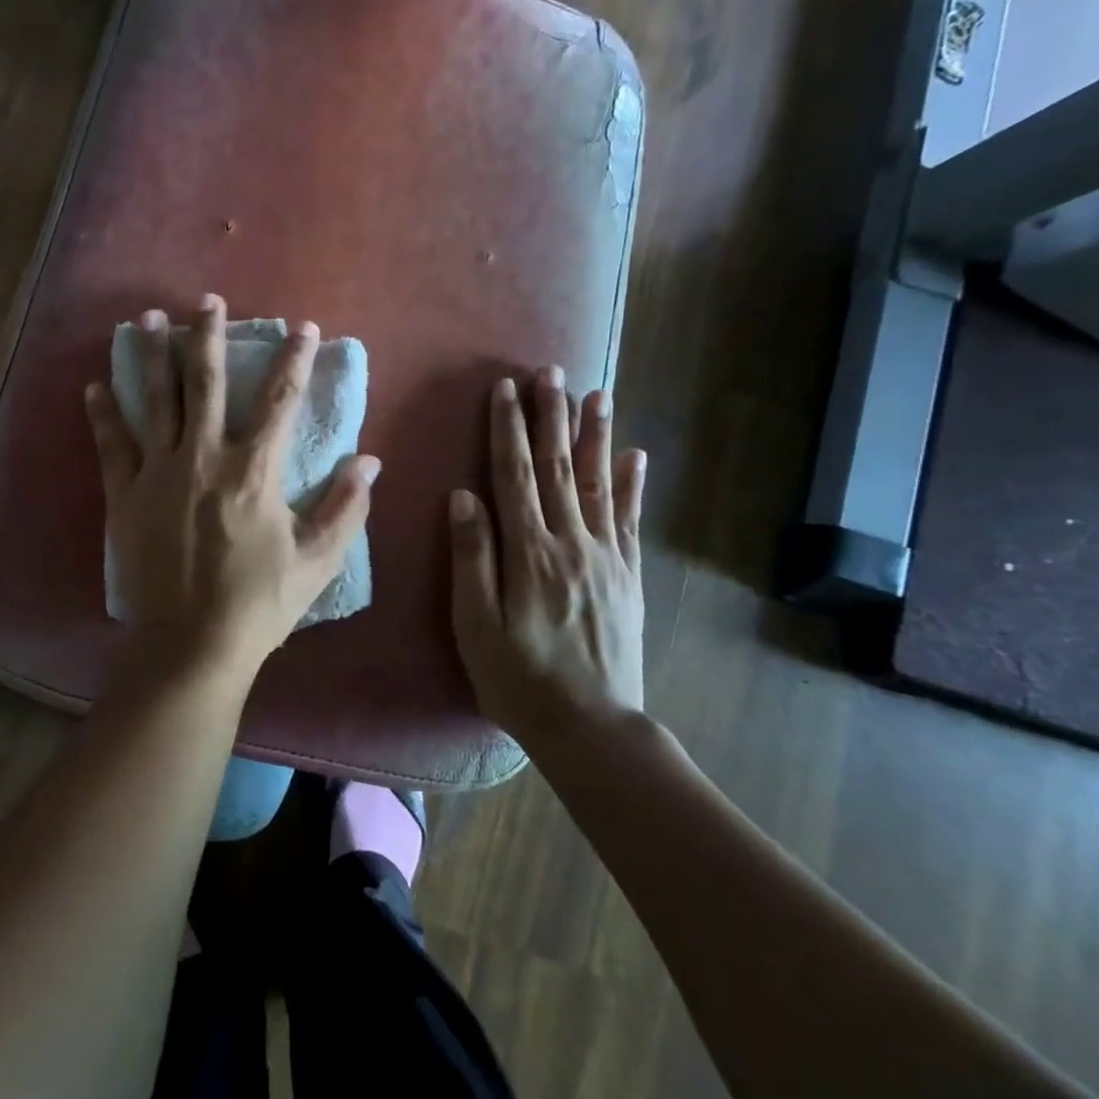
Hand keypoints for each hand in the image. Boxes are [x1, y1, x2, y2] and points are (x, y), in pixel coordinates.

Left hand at [86, 295, 379, 680]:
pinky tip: (94, 385)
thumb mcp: (317, 561)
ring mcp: (158, 473)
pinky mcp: (125, 495)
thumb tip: (370, 460)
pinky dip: (103, 414)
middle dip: (210, 336)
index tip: (303, 328)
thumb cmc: (258, 604)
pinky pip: (112, 444)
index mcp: (254, 471)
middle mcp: (204, 457)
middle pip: (207, 383)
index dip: (295, 360)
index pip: (280, 401)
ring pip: (156, 400)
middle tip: (209, 301)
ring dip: (153, 356)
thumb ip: (346, 507)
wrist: (190, 644)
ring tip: (148, 317)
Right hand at [448, 369, 646, 745]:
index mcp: (528, 552)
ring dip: (595, 435)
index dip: (508, 429)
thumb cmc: (518, 677)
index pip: (515, 475)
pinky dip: (633, 484)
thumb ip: (472, 557)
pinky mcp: (628, 576)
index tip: (504, 388)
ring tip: (596, 394)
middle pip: (559, 467)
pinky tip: (636, 456)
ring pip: (599, 483)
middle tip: (551, 371)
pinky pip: (631, 520)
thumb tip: (463, 496)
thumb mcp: (475, 624)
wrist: (592, 727)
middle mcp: (571, 542)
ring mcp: (606, 557)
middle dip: (551, 416)